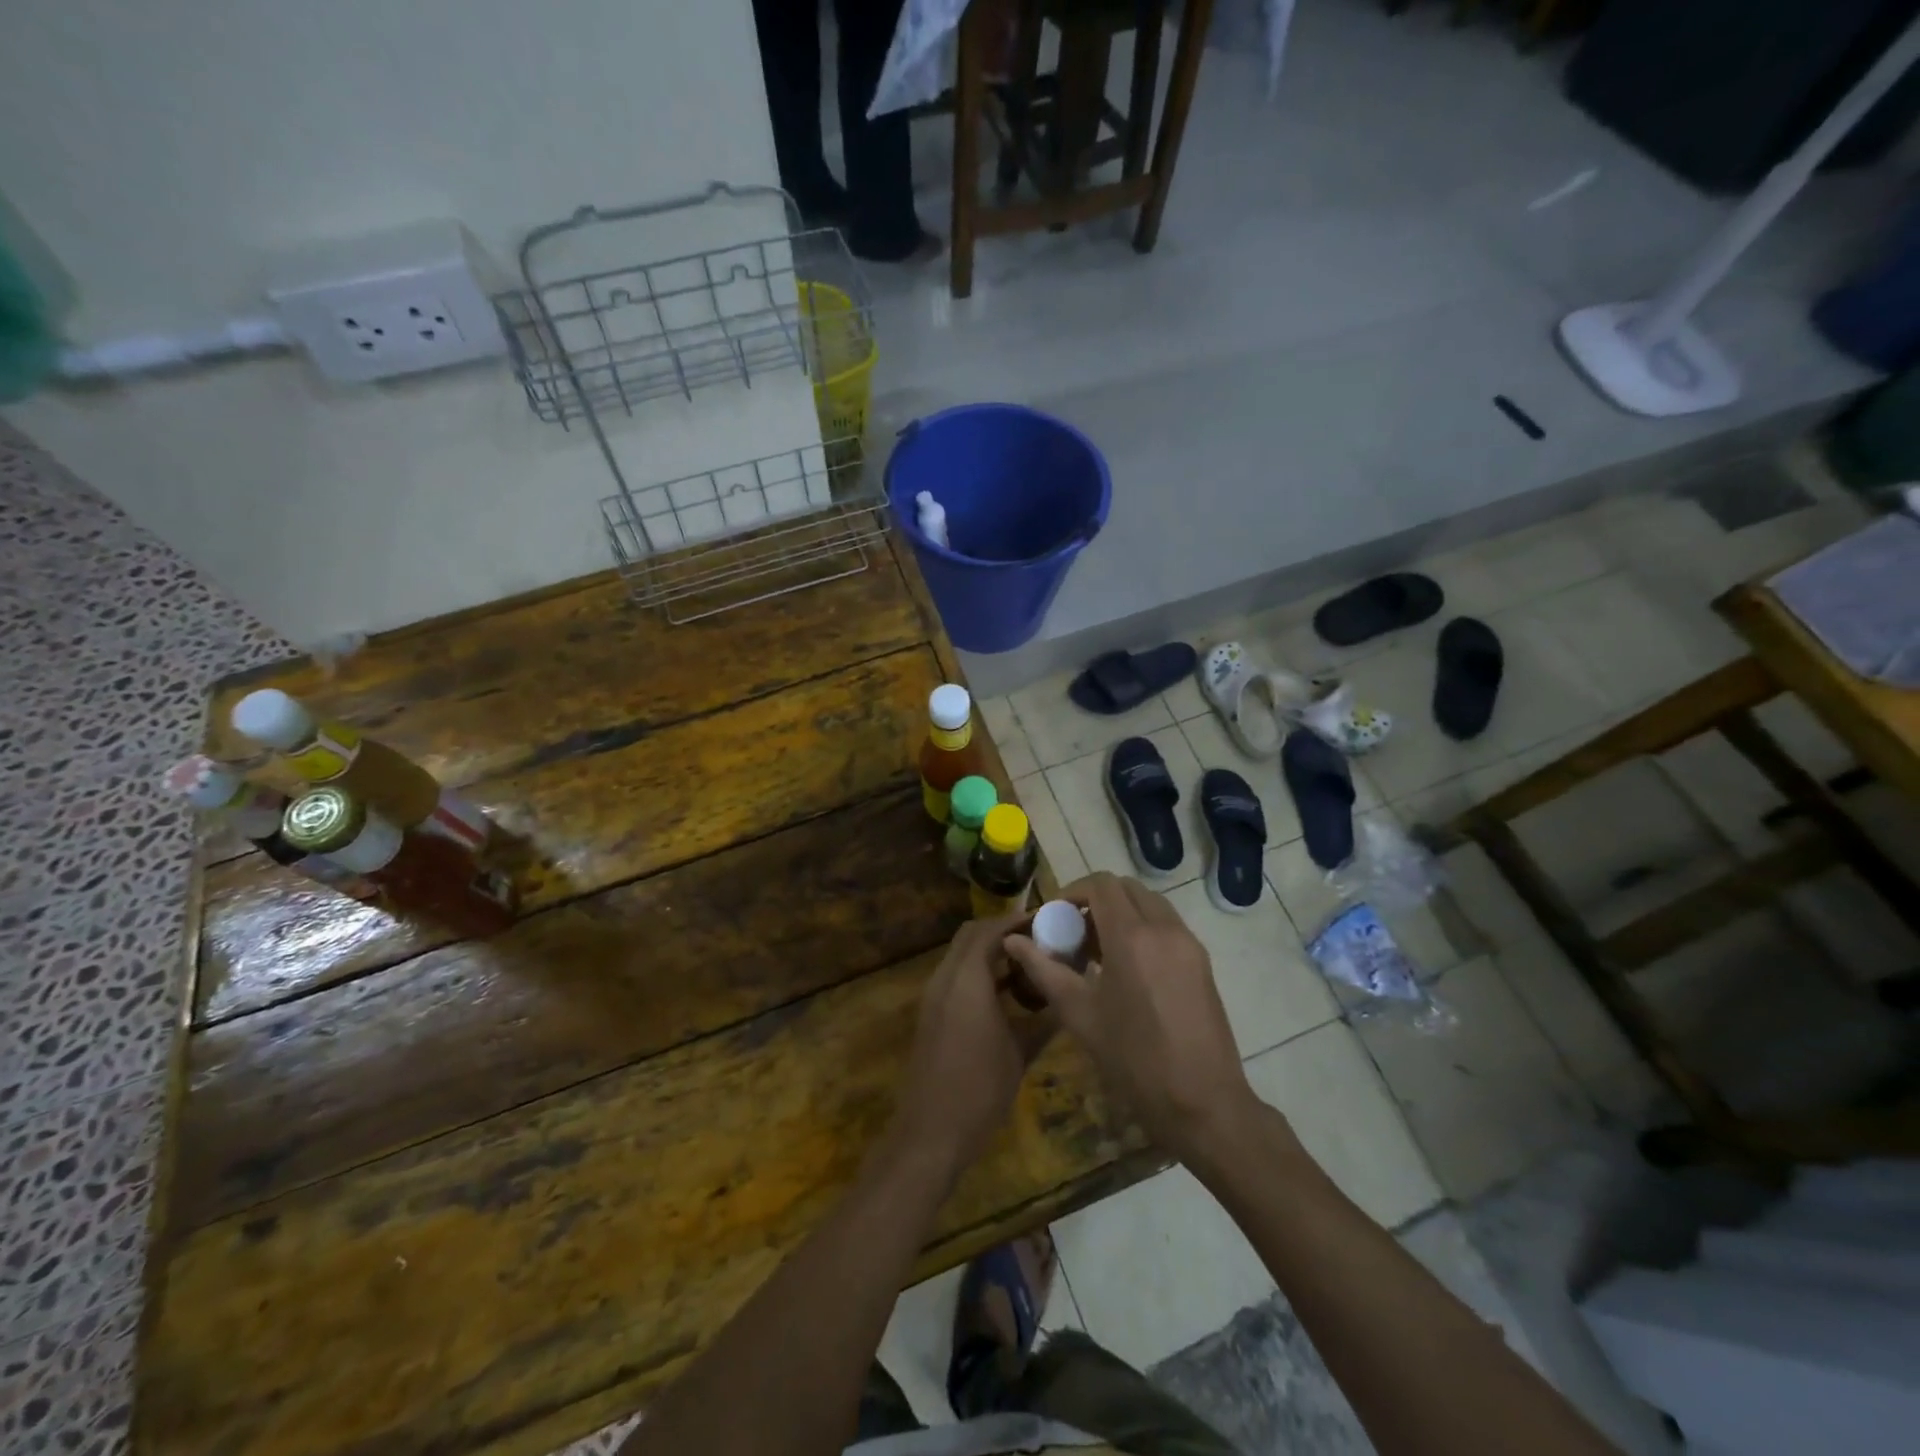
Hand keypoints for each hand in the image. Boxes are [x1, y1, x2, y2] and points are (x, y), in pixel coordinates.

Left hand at [891, 914, 1054, 1180]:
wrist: (930, 1133)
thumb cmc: (980, 1090)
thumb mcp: (1021, 1053)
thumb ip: (1044, 1019)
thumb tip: (1068, 997)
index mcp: (967, 980)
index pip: (989, 930)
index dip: (1017, 920)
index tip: (1047, 920)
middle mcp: (945, 978)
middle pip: (971, 935)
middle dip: (1003, 931)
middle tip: (1039, 938)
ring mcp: (934, 996)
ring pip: (961, 955)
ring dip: (990, 951)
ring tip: (1030, 962)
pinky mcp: (932, 1014)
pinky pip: (956, 976)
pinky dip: (980, 972)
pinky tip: (1008, 992)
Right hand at [1004, 873, 1257, 1164]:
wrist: (1203, 1103)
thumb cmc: (1133, 1059)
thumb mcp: (1079, 1014)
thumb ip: (1043, 969)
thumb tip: (1013, 940)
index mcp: (1132, 936)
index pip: (1101, 885)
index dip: (1073, 891)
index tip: (1054, 917)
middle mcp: (1165, 928)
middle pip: (1127, 888)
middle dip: (1096, 900)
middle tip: (1074, 932)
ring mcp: (1188, 944)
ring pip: (1150, 904)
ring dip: (1121, 913)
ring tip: (1098, 952)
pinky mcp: (1202, 962)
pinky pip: (1167, 926)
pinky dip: (1143, 929)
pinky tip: (1126, 969)